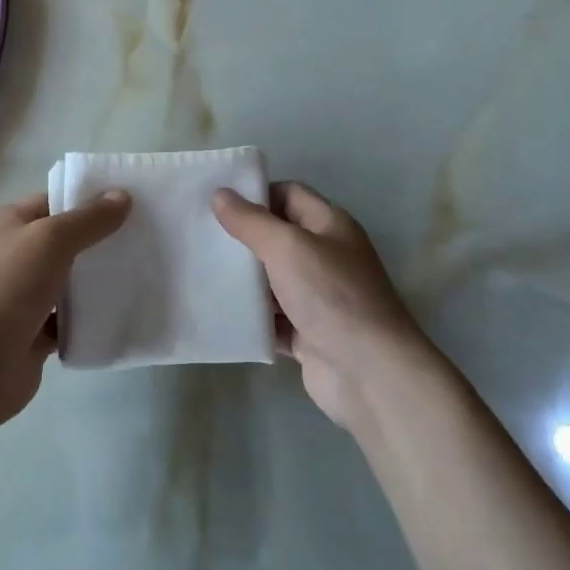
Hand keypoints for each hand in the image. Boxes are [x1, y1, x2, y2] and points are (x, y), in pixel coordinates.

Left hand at [0, 189, 130, 423]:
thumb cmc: (5, 286)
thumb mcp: (51, 239)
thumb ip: (89, 219)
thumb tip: (122, 196)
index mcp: (4, 225)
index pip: (51, 203)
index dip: (87, 202)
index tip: (128, 205)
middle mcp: (8, 257)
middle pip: (61, 243)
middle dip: (97, 243)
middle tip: (143, 239)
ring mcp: (18, 299)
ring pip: (66, 284)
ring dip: (94, 283)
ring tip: (141, 274)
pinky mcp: (29, 336)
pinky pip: (66, 322)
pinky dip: (88, 320)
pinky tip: (120, 314)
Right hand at [213, 182, 431, 428]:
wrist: (370, 375)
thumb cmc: (331, 295)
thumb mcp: (287, 247)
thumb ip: (251, 221)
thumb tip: (219, 194)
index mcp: (330, 225)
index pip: (289, 194)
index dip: (255, 194)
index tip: (217, 201)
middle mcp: (326, 257)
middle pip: (277, 237)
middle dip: (242, 237)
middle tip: (200, 236)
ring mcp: (318, 298)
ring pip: (272, 280)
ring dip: (243, 280)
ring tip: (199, 271)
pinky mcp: (308, 335)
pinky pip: (272, 319)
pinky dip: (251, 317)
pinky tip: (219, 312)